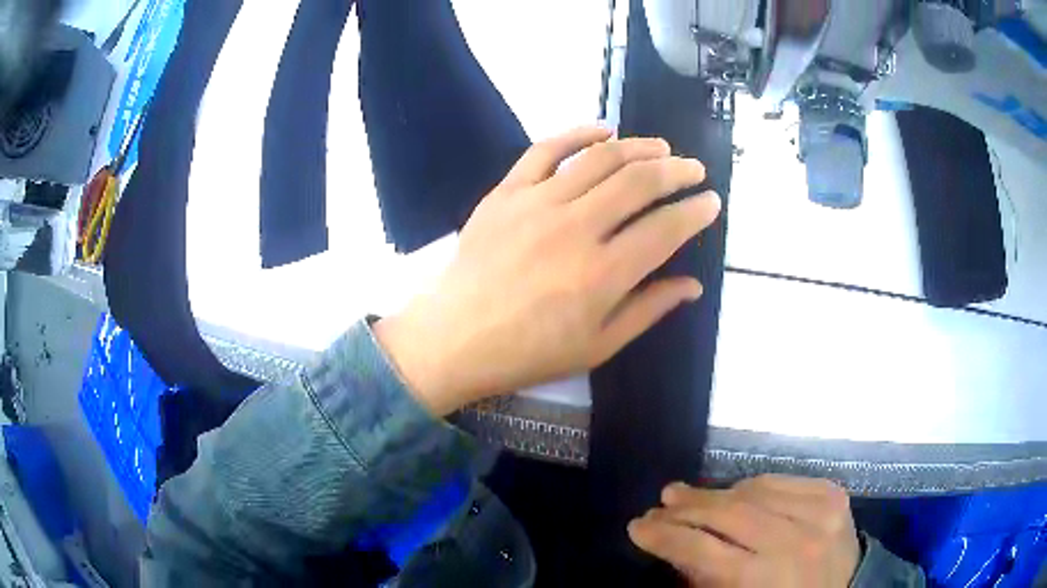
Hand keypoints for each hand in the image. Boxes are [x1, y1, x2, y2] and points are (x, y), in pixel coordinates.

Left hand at [375, 126, 719, 415]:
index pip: (665, 230)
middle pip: (639, 183)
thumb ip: (648, 310)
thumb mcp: (597, 346)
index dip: (695, 212)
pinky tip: (603, 129)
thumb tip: (692, 284)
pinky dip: (578, 133)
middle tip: (694, 169)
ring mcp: (537, 204)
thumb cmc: (529, 352)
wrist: (455, 338)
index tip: (711, 202)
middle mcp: (576, 229)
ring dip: (638, 147)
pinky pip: (545, 150)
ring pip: (600, 159)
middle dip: (677, 171)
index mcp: (603, 275)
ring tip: (661, 148)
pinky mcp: (507, 192)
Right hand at [629, 475, 861, 586]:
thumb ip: (704, 579)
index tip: (637, 527)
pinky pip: (783, 479)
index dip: (665, 536)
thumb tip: (675, 548)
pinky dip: (756, 484)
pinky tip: (740, 491)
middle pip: (728, 513)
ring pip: (755, 489)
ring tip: (692, 496)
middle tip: (660, 503)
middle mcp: (793, 542)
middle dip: (687, 507)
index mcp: (764, 579)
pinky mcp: (834, 495)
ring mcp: (819, 513)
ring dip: (718, 492)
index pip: (702, 549)